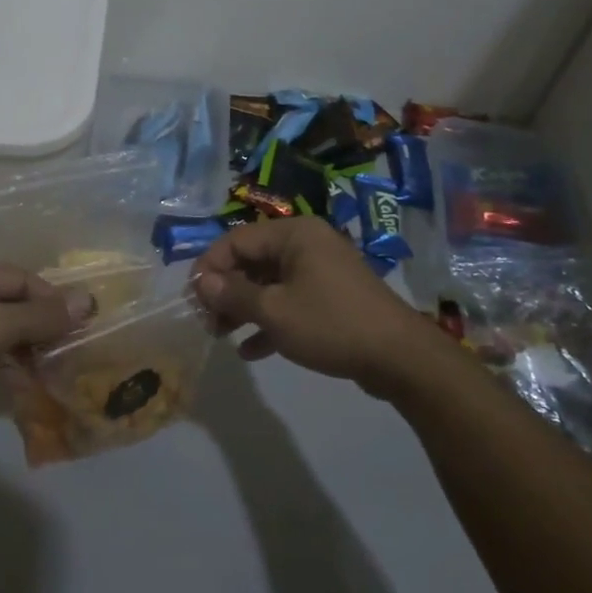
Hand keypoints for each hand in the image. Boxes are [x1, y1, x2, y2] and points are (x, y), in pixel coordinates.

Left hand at [0, 260, 94, 452]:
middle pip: (9, 301)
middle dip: (40, 325)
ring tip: (52, 370)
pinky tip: (24, 383)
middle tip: (69, 351)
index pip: (20, 277)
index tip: (81, 326)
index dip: (52, 299)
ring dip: (26, 347)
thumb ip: (41, 315)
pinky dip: (5, 363)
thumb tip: (87, 300)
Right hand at [192, 216, 429, 388]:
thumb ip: (233, 295)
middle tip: (205, 320)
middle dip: (226, 291)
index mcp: (294, 234)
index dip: (209, 267)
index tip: (192, 298)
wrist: (399, 357)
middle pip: (252, 261)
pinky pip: (290, 302)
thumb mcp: (274, 311)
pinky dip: (270, 321)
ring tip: (221, 335)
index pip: (236, 240)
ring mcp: (321, 271)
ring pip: (270, 284)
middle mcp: (307, 245)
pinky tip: (250, 350)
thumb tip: (201, 282)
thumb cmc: (330, 324)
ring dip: (244, 308)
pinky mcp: (331, 298)